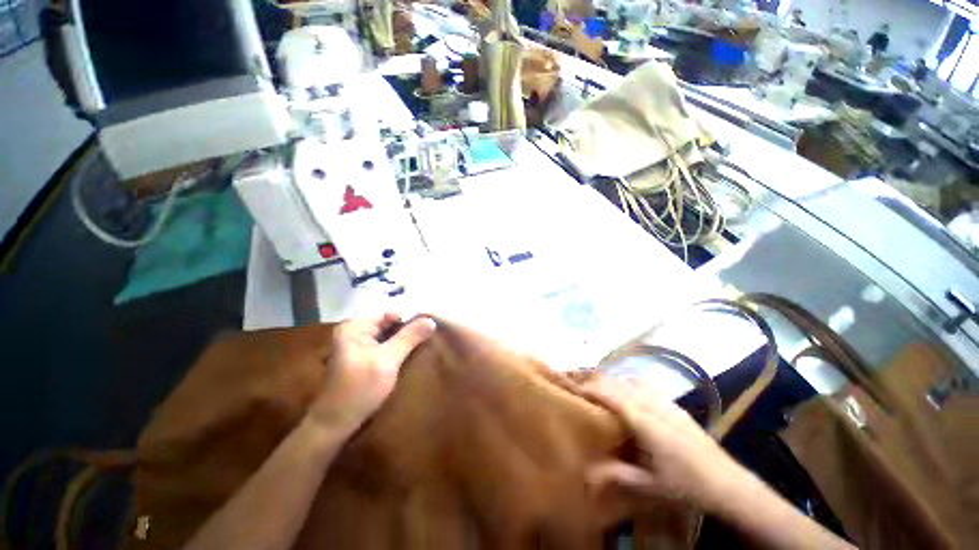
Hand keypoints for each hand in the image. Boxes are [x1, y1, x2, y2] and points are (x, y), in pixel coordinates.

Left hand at [307, 313, 436, 433]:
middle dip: (409, 327)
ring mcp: (359, 344)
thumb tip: (431, 319)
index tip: (429, 324)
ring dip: (405, 337)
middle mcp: (356, 330)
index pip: (389, 312)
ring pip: (389, 333)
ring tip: (426, 339)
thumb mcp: (388, 360)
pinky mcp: (364, 356)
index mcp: (355, 326)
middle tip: (431, 332)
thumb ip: (409, 337)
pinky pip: (386, 344)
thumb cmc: (360, 389)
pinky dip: (399, 346)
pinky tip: (413, 350)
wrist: (336, 424)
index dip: (410, 316)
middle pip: (389, 322)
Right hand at [583, 376, 744, 508]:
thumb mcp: (650, 486)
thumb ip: (617, 476)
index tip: (575, 388)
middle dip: (599, 381)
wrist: (728, 483)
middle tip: (583, 386)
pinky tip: (629, 391)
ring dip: (614, 380)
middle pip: (620, 383)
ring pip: (633, 380)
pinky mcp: (676, 406)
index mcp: (644, 422)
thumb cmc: (686, 486)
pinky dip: (630, 383)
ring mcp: (666, 403)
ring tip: (601, 386)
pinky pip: (647, 385)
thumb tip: (586, 473)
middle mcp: (653, 405)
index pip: (611, 396)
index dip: (592, 389)